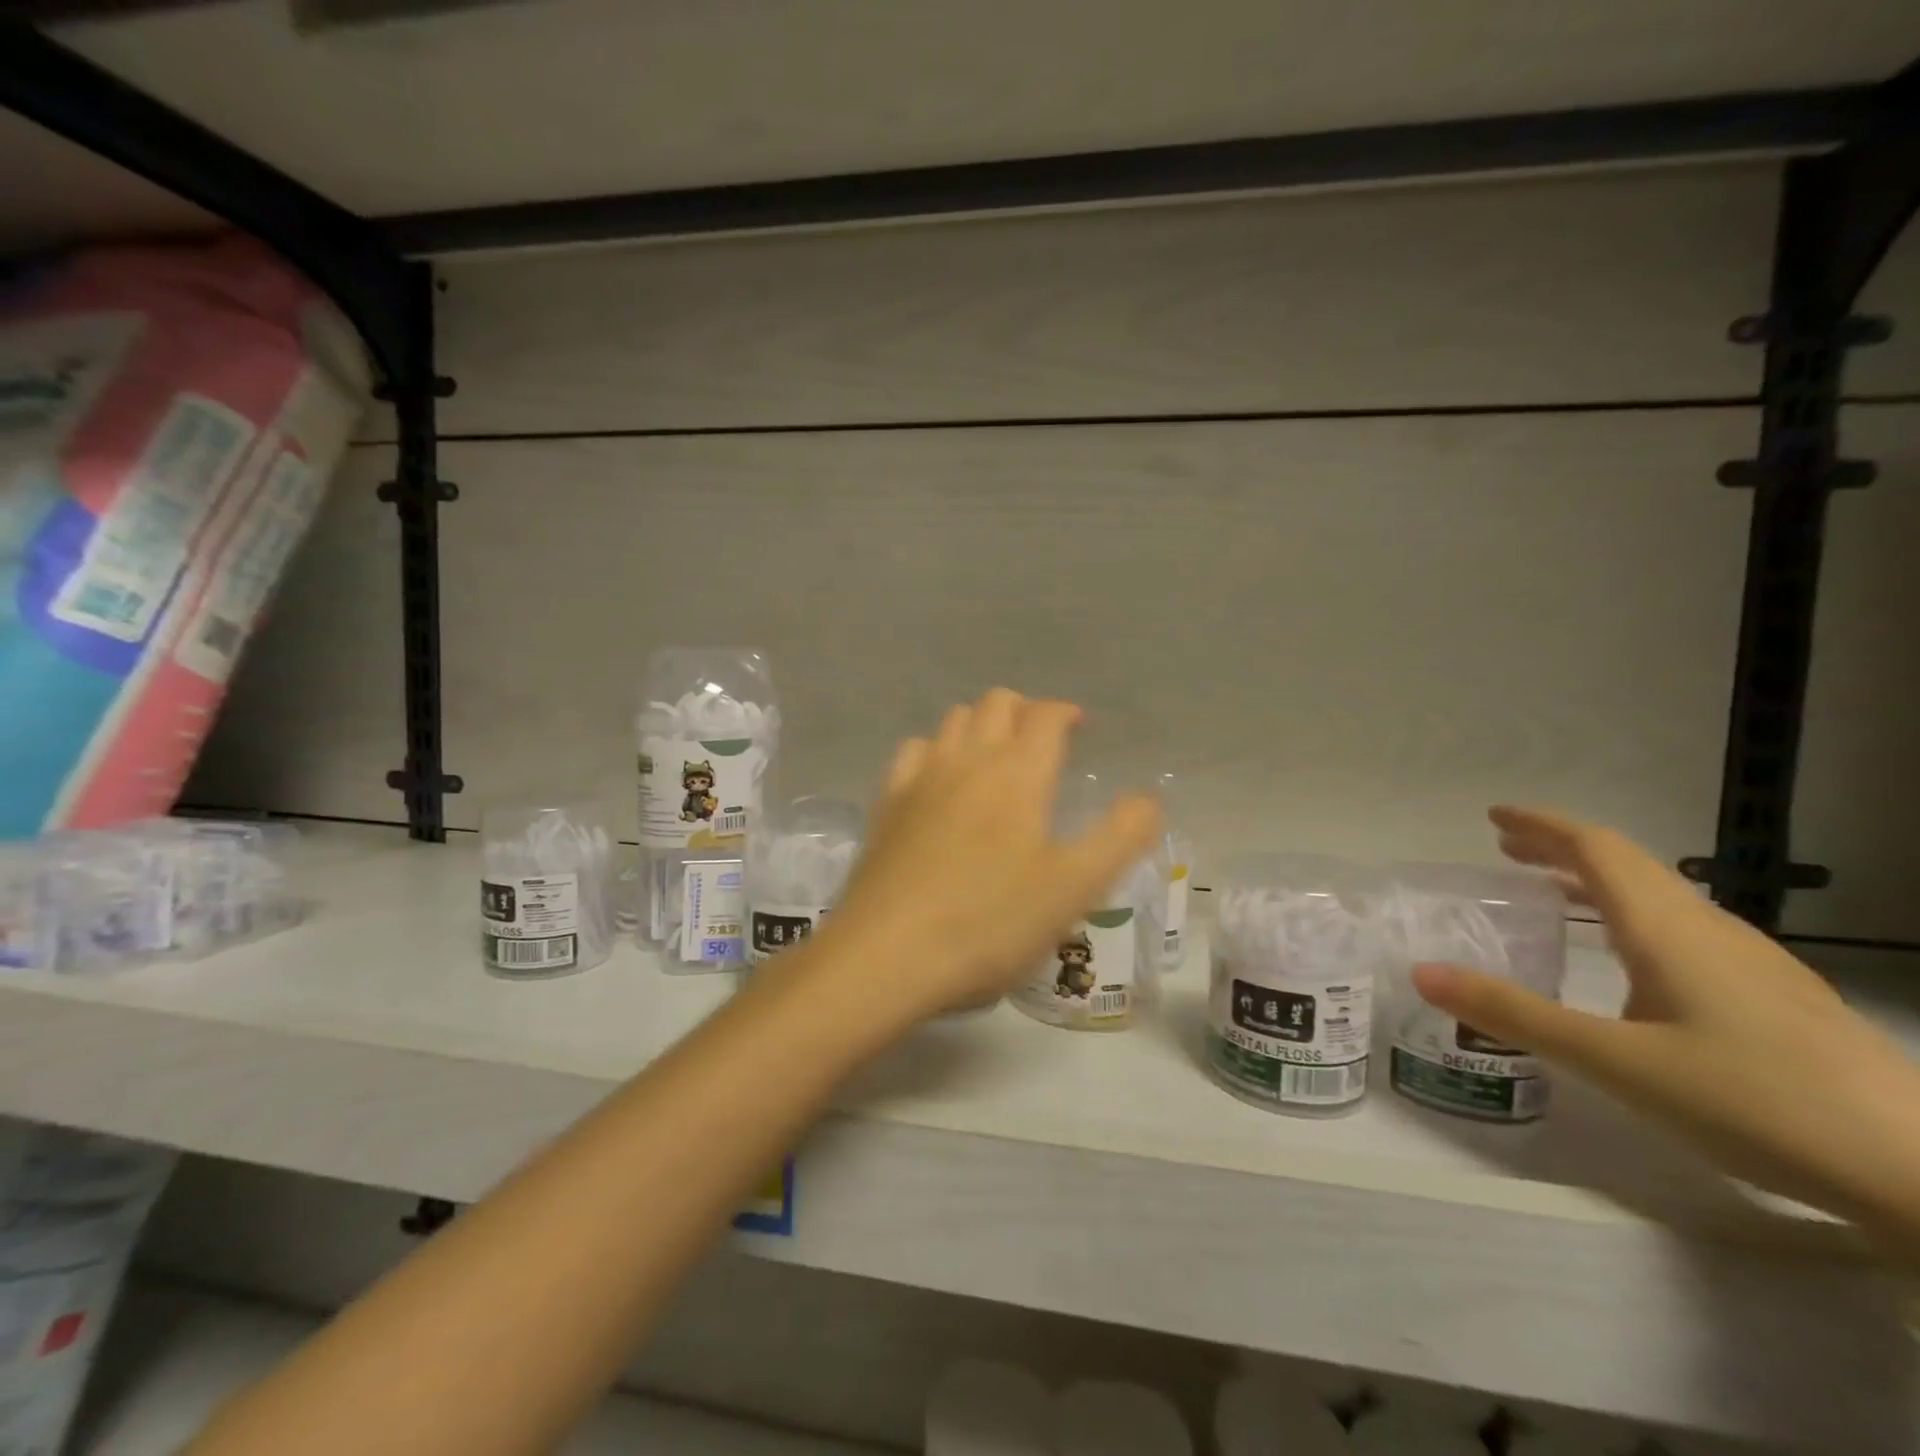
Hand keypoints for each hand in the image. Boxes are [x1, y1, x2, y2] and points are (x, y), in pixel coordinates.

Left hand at [816, 689, 1161, 1020]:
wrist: (889, 954)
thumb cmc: (991, 921)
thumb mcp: (1076, 887)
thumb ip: (1120, 836)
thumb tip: (1147, 799)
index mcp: (1018, 773)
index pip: (1045, 716)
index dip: (1066, 712)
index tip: (1080, 727)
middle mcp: (968, 759)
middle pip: (996, 703)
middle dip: (1024, 711)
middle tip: (1042, 743)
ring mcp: (920, 777)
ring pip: (953, 720)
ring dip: (980, 724)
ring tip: (995, 758)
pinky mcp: (886, 803)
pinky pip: (913, 751)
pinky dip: (935, 750)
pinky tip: (939, 780)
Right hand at [1412, 807, 1919, 1247]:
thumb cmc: (1755, 1102)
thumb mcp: (1614, 1061)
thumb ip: (1515, 1013)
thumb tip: (1421, 972)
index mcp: (1667, 928)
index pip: (1597, 848)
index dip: (1542, 825)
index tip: (1494, 817)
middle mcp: (1710, 931)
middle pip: (1628, 866)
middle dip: (1561, 850)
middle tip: (1506, 852)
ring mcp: (1754, 964)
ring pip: (1661, 899)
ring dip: (1598, 885)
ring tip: (1553, 898)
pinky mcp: (1779, 999)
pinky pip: (1686, 932)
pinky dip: (1633, 920)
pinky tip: (1630, 965)